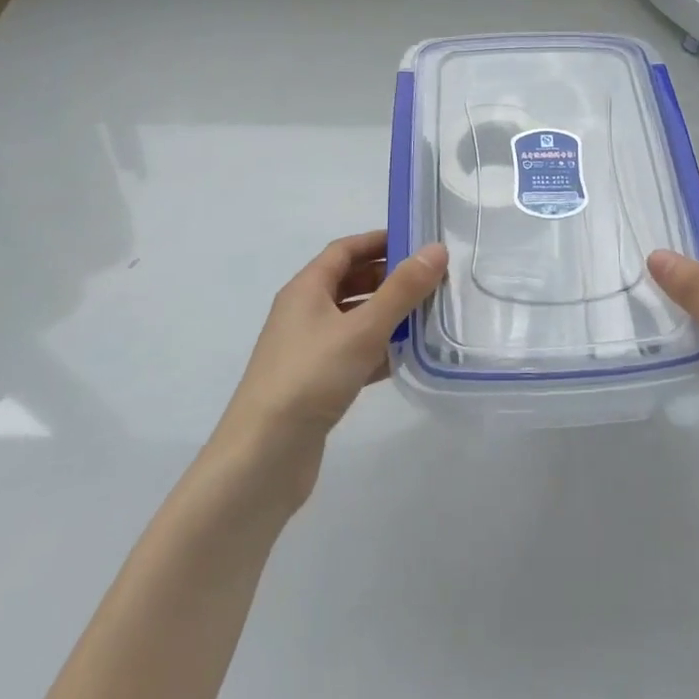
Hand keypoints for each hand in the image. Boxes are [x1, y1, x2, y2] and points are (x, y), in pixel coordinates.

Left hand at [211, 231, 447, 510]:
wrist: (263, 457)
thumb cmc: (310, 378)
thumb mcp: (362, 329)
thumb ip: (402, 290)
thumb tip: (436, 249)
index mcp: (305, 290)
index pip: (344, 250)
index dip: (379, 241)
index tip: (418, 241)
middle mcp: (303, 313)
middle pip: (350, 282)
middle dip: (389, 278)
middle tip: (432, 280)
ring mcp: (308, 350)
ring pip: (354, 319)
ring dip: (388, 315)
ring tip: (429, 315)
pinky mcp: (316, 383)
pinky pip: (354, 353)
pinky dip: (380, 349)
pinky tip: (409, 357)